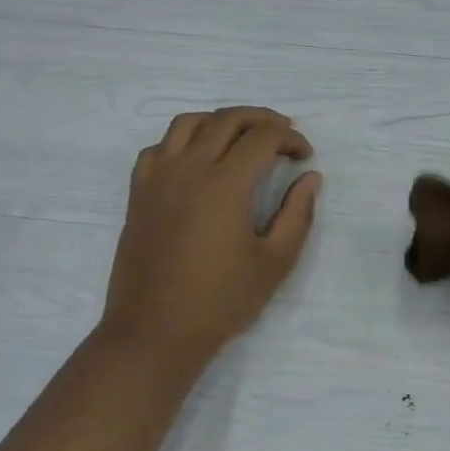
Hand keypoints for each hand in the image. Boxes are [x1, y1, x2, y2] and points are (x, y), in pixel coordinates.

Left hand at [98, 107, 321, 369]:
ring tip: (241, 137)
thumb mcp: (275, 262)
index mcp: (226, 184)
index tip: (305, 156)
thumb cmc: (221, 301)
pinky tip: (196, 159)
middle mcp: (189, 169)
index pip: (263, 138)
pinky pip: (159, 147)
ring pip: (188, 123)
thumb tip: (310, 178)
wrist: (155, 331)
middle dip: (261, 119)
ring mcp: (158, 178)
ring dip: (221, 120)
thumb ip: (297, 214)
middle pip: (227, 119)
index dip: (290, 139)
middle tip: (284, 134)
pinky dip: (183, 140)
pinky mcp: (139, 194)